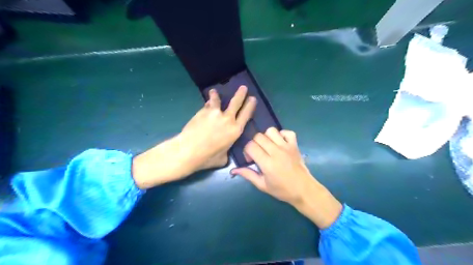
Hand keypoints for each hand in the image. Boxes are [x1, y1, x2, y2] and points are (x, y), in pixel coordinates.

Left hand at [181, 86, 257, 170]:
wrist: (188, 151)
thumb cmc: (208, 157)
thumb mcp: (223, 158)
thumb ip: (227, 150)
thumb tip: (225, 149)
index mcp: (235, 130)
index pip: (246, 115)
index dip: (250, 106)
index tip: (252, 98)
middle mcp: (227, 119)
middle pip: (236, 103)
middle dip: (241, 94)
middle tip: (243, 88)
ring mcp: (214, 113)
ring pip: (218, 100)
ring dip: (217, 95)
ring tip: (214, 92)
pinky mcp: (202, 112)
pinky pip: (207, 106)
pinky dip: (207, 105)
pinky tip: (205, 105)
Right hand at [232, 128, 342, 227]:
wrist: (304, 190)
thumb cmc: (282, 190)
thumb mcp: (262, 185)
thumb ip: (248, 174)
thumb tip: (233, 170)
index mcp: (267, 163)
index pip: (251, 146)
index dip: (247, 151)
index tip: (250, 159)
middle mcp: (276, 152)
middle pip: (258, 136)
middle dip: (254, 143)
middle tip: (258, 154)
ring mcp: (287, 147)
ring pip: (271, 131)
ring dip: (266, 137)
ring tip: (268, 147)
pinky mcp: (295, 145)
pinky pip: (287, 132)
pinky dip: (281, 134)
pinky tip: (280, 143)